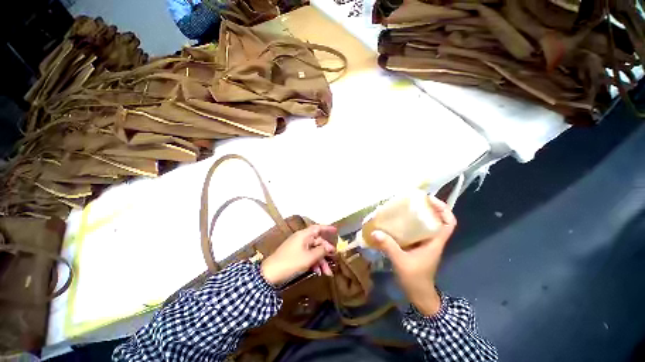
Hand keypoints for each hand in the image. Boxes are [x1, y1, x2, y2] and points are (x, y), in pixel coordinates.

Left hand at [260, 225, 336, 285]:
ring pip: (313, 251)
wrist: (270, 273)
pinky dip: (313, 262)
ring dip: (320, 261)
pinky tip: (318, 272)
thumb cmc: (291, 262)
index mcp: (304, 235)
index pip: (318, 228)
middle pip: (317, 242)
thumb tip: (328, 248)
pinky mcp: (295, 254)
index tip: (336, 231)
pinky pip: (307, 255)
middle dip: (326, 252)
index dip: (327, 228)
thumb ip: (321, 251)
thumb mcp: (309, 257)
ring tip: (327, 273)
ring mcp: (298, 247)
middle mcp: (302, 238)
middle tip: (333, 259)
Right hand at [371, 196, 456, 315]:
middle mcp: (432, 240)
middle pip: (436, 220)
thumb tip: (375, 231)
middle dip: (427, 208)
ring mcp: (424, 243)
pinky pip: (415, 231)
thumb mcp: (401, 261)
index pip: (449, 223)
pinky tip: (396, 221)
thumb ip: (388, 246)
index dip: (444, 209)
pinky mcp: (416, 246)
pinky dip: (409, 224)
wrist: (418, 295)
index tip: (430, 199)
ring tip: (403, 207)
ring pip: (425, 224)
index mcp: (435, 242)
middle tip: (412, 200)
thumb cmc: (415, 279)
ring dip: (418, 215)